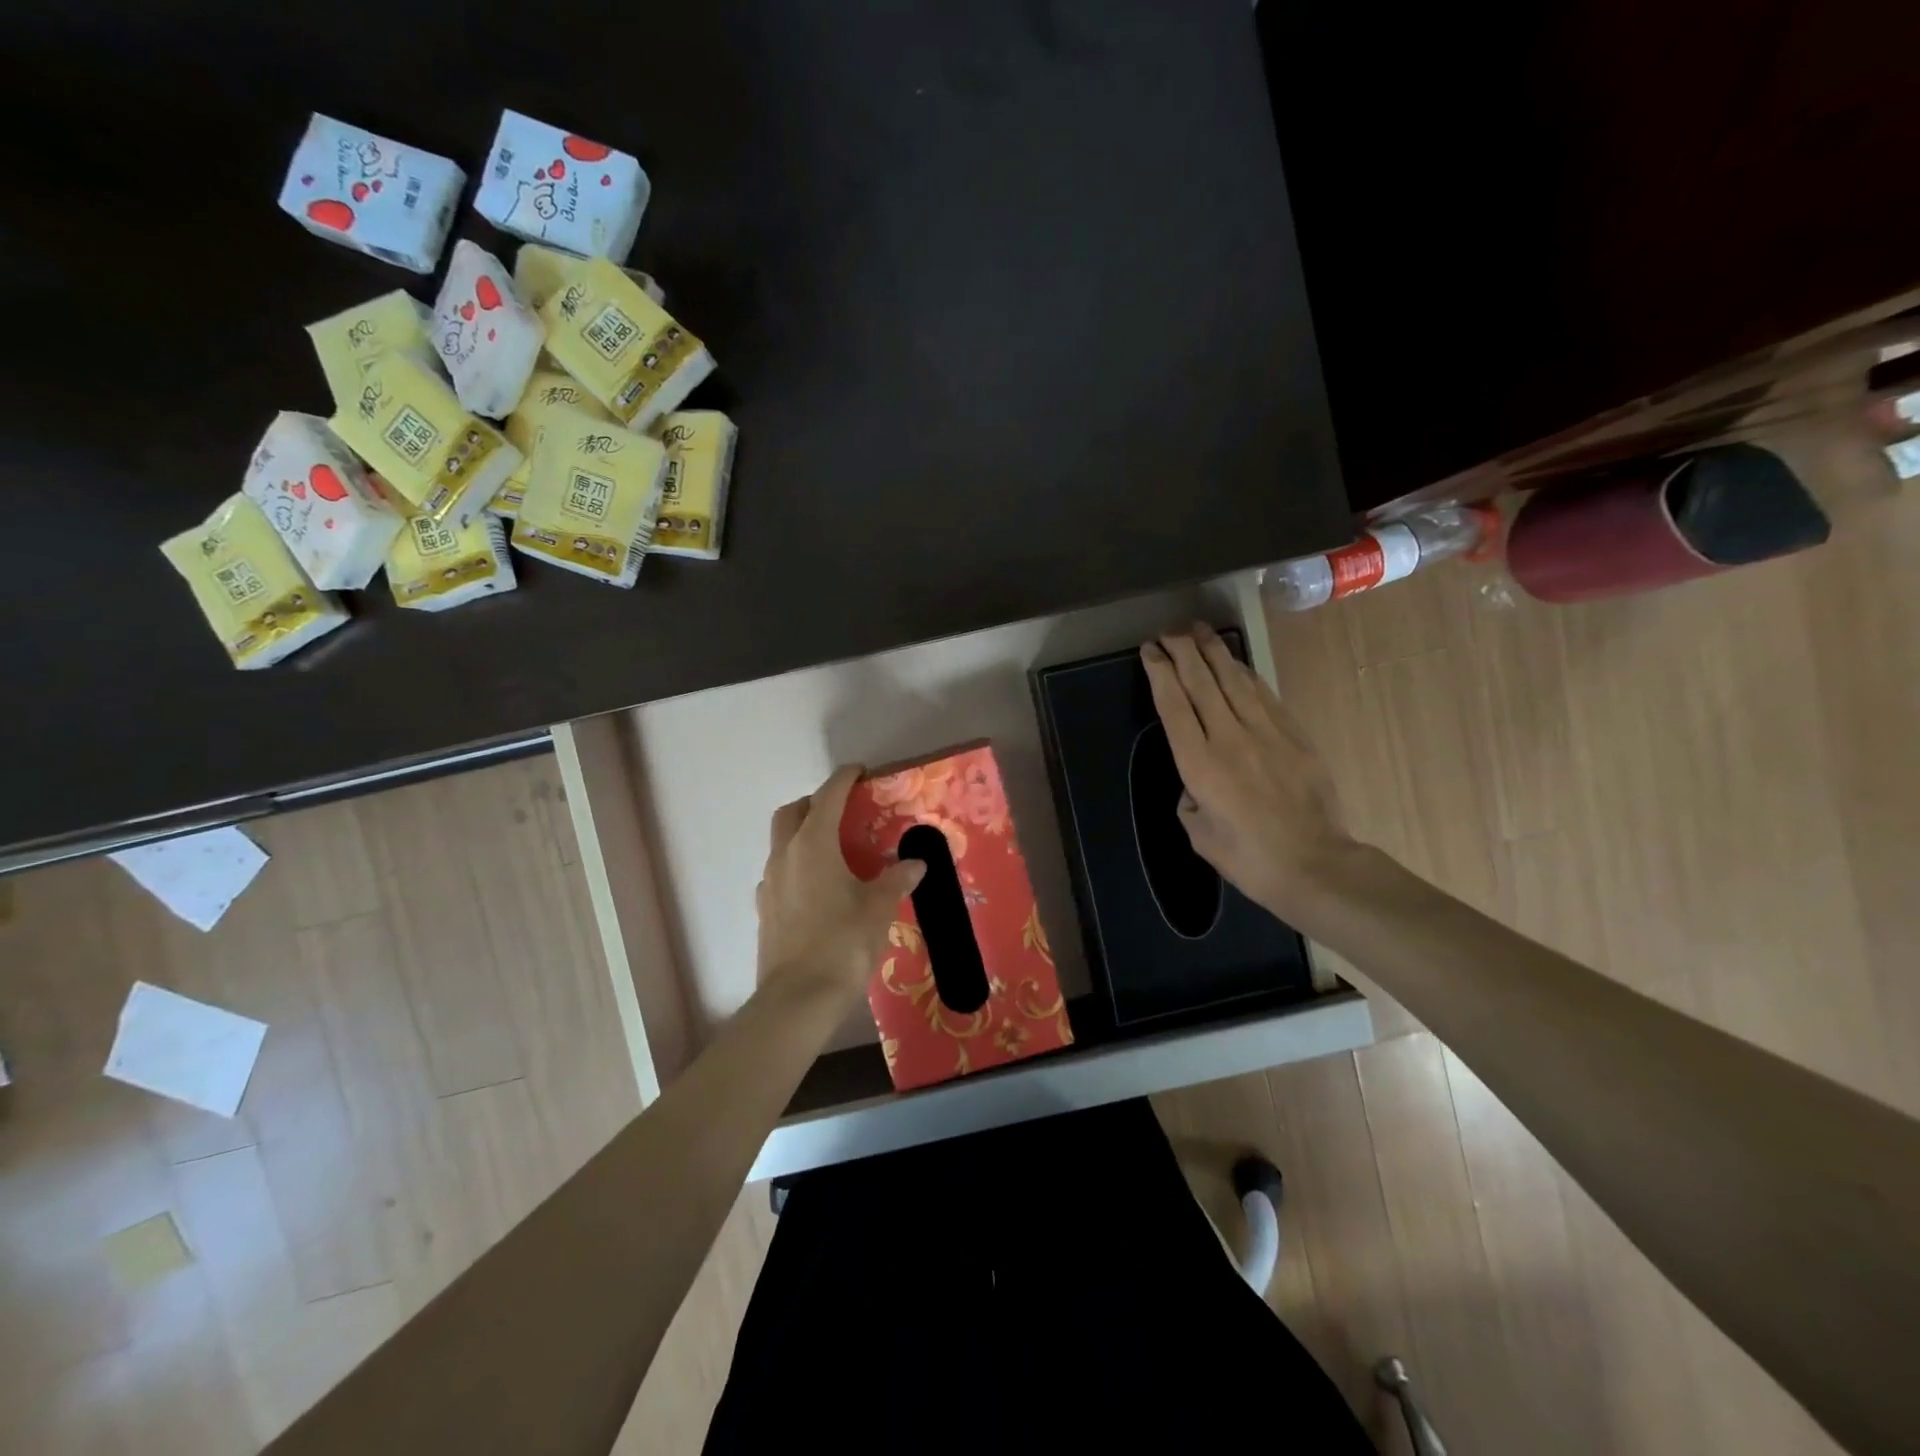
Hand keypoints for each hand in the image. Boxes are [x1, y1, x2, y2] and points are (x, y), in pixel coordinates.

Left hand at [756, 765, 926, 998]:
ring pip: (781, 842)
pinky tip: (818, 889)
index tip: (859, 772)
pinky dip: (797, 866)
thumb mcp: (879, 908)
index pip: (828, 797)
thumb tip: (915, 864)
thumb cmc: (843, 943)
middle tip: (843, 811)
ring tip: (834, 852)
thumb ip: (896, 879)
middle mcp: (785, 855)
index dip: (844, 779)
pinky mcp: (763, 909)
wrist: (798, 998)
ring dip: (803, 834)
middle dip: (815, 802)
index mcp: (813, 845)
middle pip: (792, 812)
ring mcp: (769, 883)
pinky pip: (779, 872)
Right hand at [1141, 624, 1356, 923]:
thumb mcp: (1198, 834)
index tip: (1150, 651)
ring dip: (1214, 651)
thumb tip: (1196, 784)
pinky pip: (1264, 695)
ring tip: (1199, 630)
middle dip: (1182, 651)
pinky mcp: (1294, 735)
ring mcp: (1266, 733)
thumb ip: (1189, 800)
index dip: (1160, 673)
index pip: (1174, 705)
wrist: (1315, 865)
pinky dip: (1245, 674)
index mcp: (1200, 765)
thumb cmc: (1248, 858)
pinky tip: (1235, 663)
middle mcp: (1230, 739)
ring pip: (1234, 680)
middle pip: (1202, 682)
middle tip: (1169, 632)